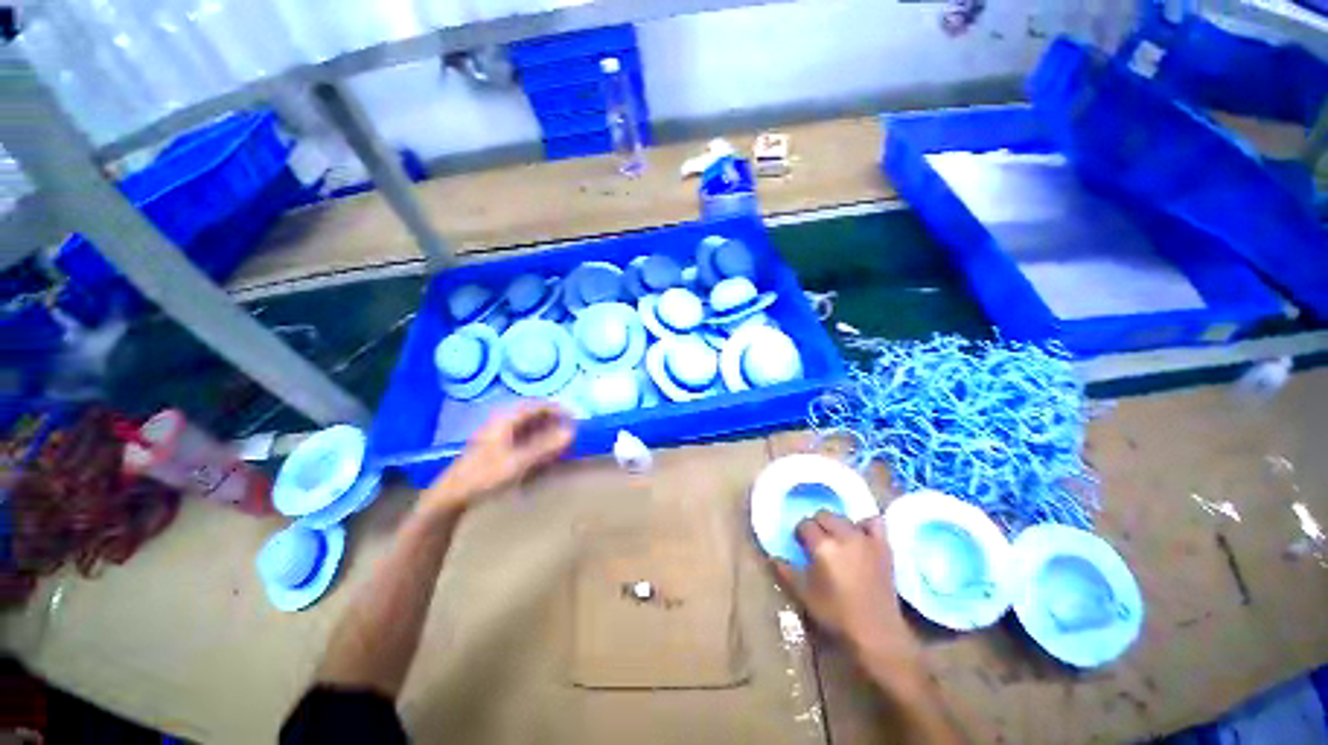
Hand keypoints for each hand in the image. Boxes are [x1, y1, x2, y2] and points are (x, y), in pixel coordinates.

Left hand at [423, 402, 575, 516]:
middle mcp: (502, 423)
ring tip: (560, 442)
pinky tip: (543, 454)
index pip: (536, 405)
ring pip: (528, 427)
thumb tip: (571, 433)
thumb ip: (545, 447)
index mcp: (505, 420)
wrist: (452, 496)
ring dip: (545, 432)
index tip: (574, 416)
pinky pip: (522, 438)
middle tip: (570, 430)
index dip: (557, 408)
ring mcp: (498, 435)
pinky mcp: (496, 448)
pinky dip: (536, 442)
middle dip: (553, 421)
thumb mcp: (518, 462)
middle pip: (533, 415)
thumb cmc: (484, 476)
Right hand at [773, 511, 914, 661]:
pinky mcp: (883, 546)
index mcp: (822, 546)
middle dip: (816, 525)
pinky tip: (860, 535)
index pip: (805, 525)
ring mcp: (865, 539)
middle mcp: (844, 536)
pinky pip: (874, 522)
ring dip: (837, 525)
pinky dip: (865, 525)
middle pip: (824, 515)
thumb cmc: (837, 615)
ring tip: (837, 541)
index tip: (800, 545)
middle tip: (816, 543)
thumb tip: (773, 557)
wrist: (876, 633)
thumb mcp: (805, 595)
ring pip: (845, 518)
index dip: (800, 534)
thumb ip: (786, 572)